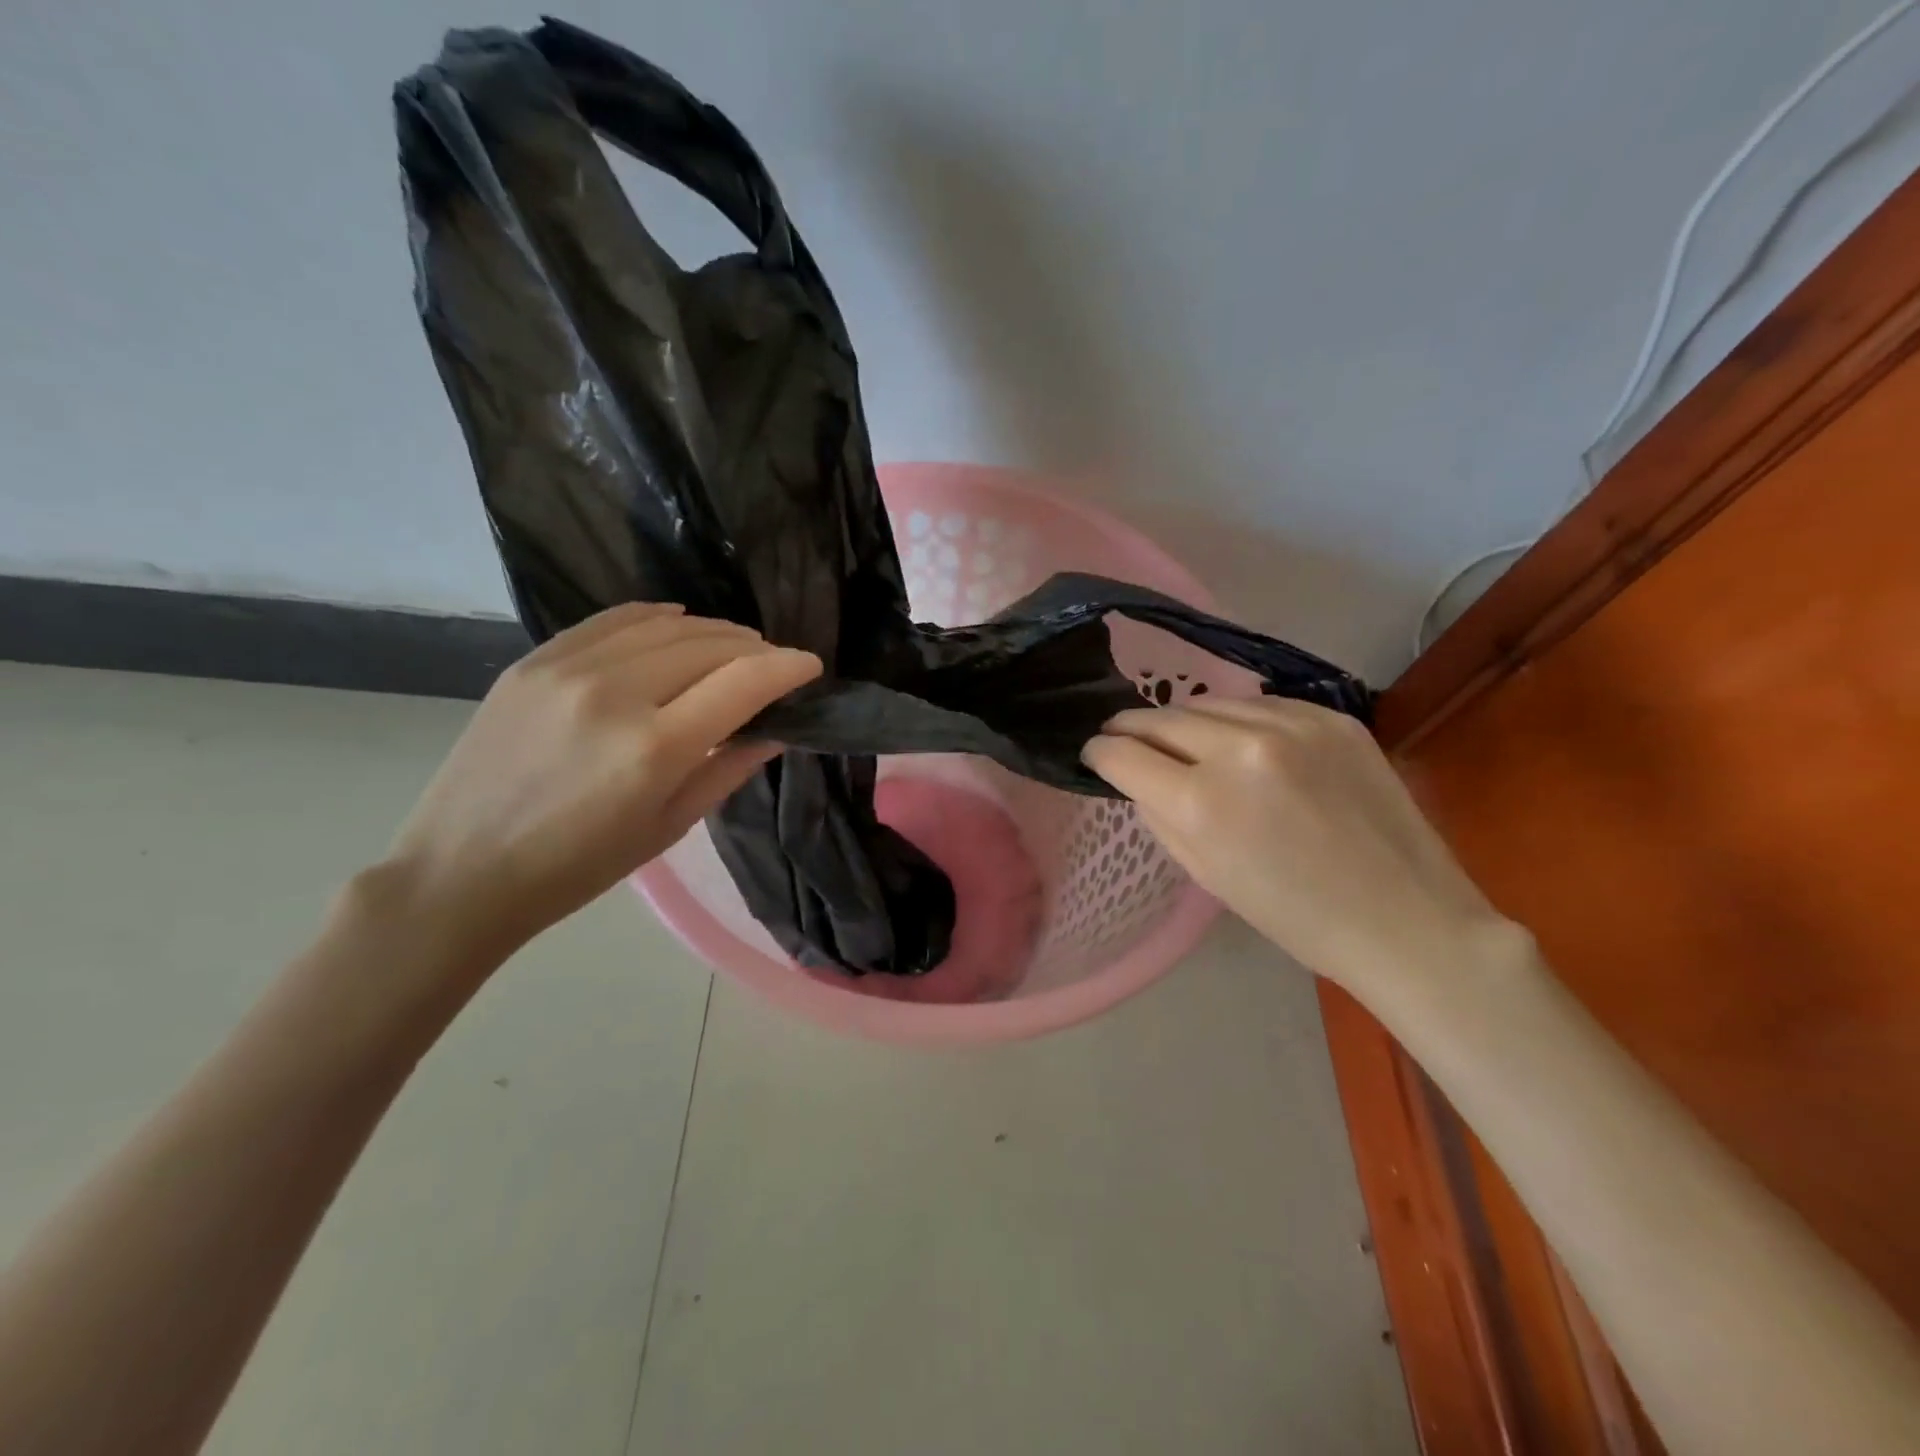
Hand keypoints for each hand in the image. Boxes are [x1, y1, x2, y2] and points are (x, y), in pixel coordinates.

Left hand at [379, 603, 820, 964]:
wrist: (461, 871)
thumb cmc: (579, 868)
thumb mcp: (669, 828)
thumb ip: (729, 769)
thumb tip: (777, 729)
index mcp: (655, 748)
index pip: (743, 681)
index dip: (788, 667)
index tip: (810, 666)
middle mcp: (615, 694)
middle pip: (709, 645)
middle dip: (755, 648)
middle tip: (774, 663)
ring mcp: (568, 669)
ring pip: (665, 624)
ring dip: (712, 630)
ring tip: (733, 645)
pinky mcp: (534, 661)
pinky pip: (613, 620)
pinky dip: (657, 617)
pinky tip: (677, 622)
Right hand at [1081, 697, 1512, 998]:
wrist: (1405, 917)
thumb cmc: (1294, 916)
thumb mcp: (1205, 874)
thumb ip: (1160, 815)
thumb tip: (1137, 776)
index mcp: (1201, 802)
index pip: (1123, 754)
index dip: (1100, 752)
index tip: (1095, 753)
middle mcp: (1240, 748)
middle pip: (1160, 718)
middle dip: (1132, 728)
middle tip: (1123, 737)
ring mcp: (1292, 724)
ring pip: (1208, 703)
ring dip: (1185, 721)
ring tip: (1181, 739)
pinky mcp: (1332, 716)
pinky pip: (1260, 704)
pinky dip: (1238, 720)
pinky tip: (1241, 741)